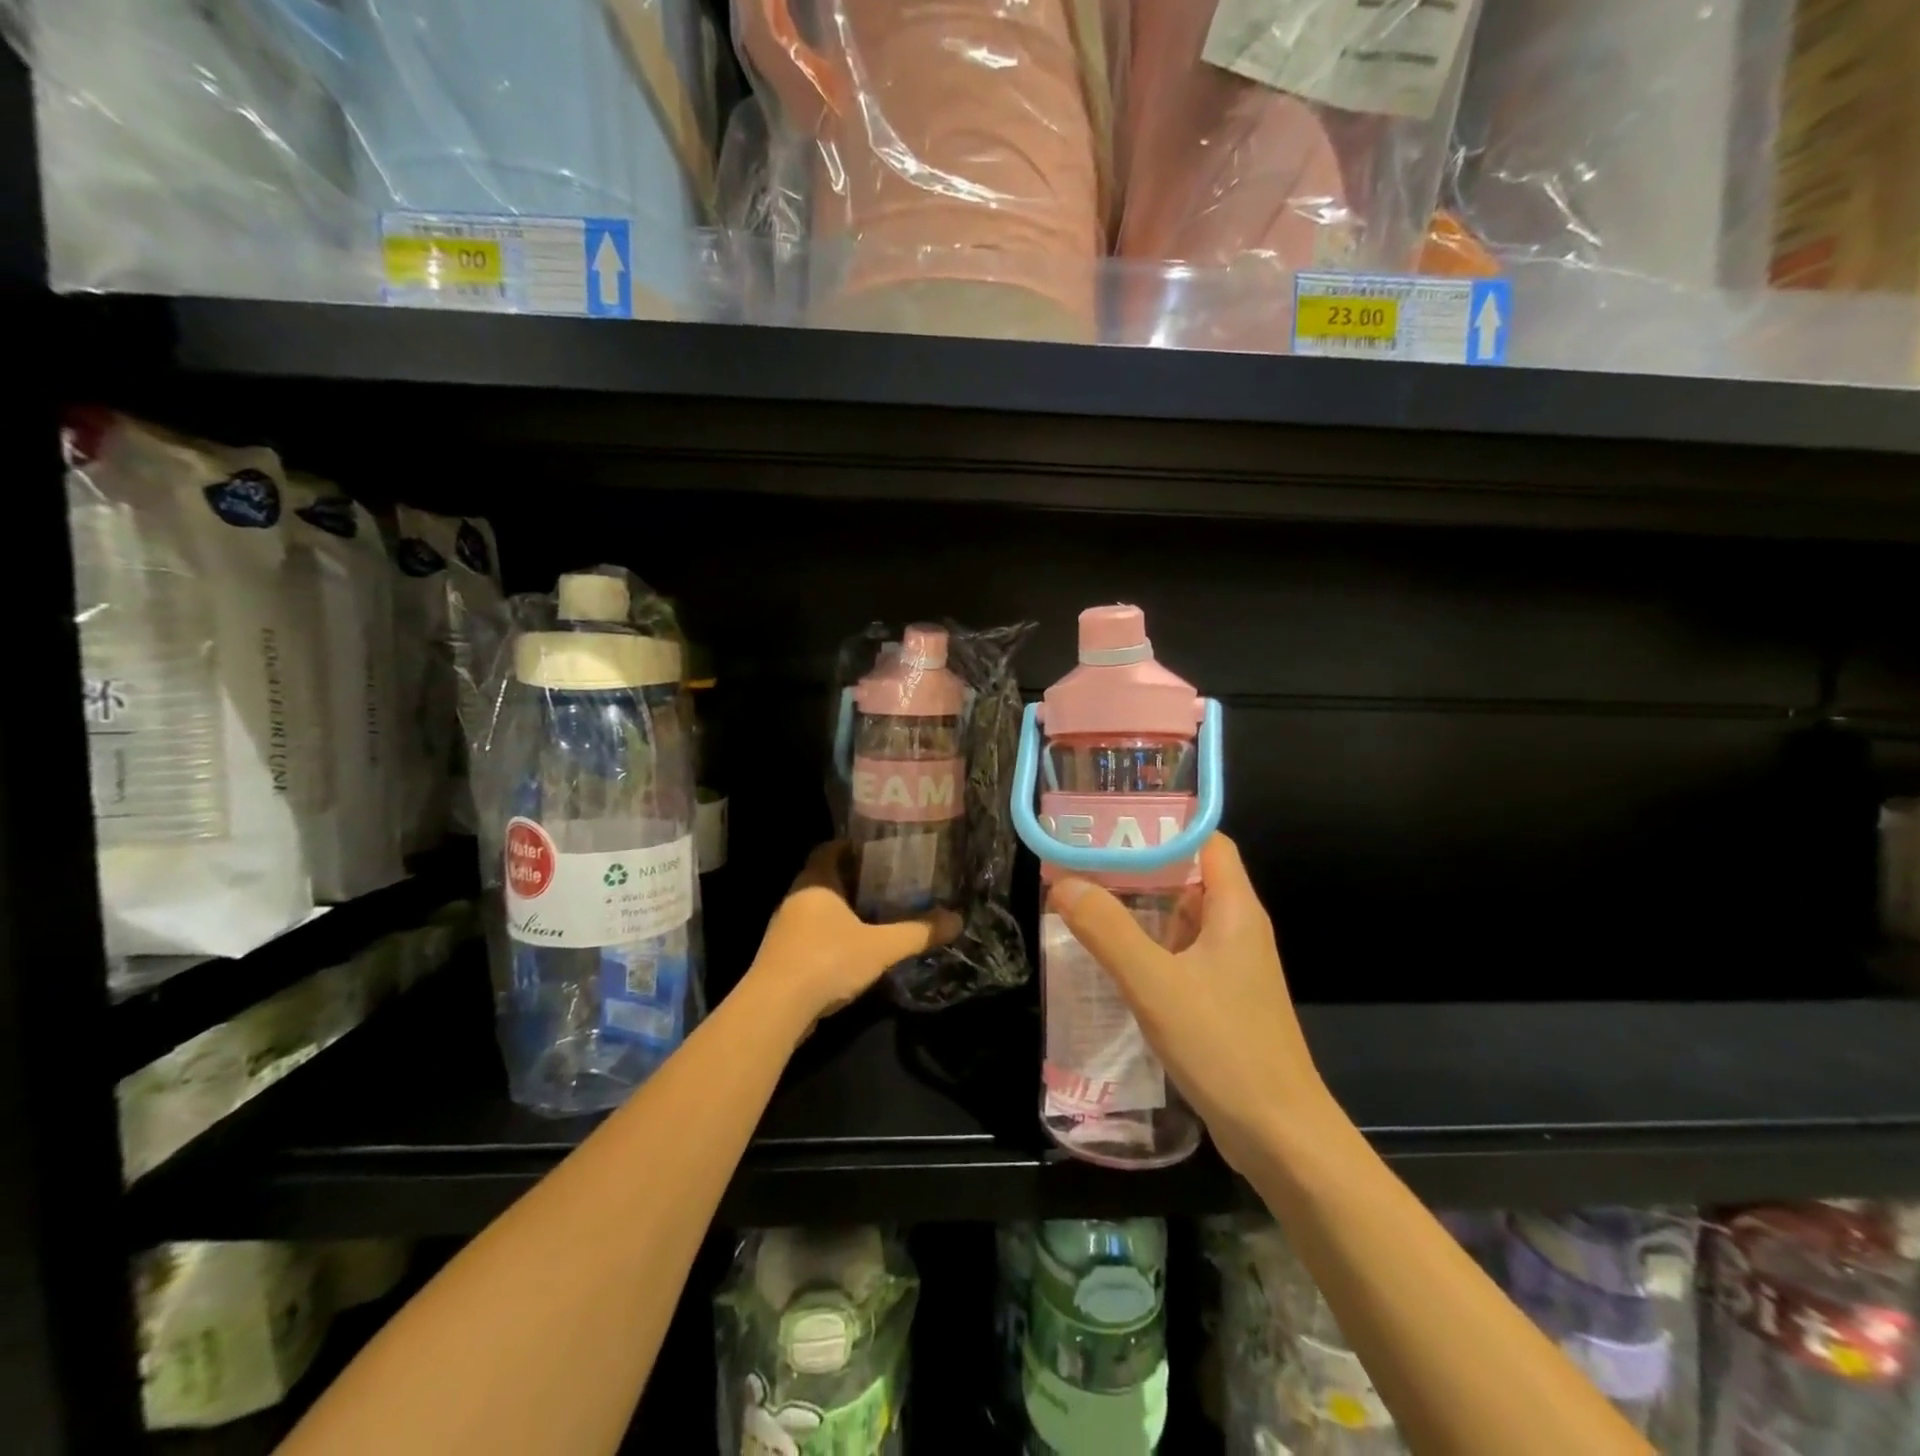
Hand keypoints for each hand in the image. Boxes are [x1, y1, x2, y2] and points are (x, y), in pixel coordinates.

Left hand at [745, 842, 961, 1033]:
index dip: (853, 846)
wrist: (775, 1009)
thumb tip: (957, 920)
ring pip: (818, 909)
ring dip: (843, 910)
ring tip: (877, 914)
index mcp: (815, 883)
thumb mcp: (881, 947)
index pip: (830, 849)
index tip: (880, 850)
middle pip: (826, 878)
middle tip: (888, 882)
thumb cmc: (827, 961)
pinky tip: (855, 949)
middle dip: (854, 880)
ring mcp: (785, 929)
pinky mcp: (782, 957)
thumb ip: (917, 932)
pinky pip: (812, 935)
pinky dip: (832, 936)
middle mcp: (796, 899)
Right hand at [1048, 834, 1328, 1173]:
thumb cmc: (1224, 1047)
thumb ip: (1108, 931)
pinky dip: (1144, 946)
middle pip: (1186, 876)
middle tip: (1081, 860)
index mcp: (1235, 909)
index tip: (1112, 822)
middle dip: (1136, 865)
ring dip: (1136, 908)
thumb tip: (1062, 883)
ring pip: (1179, 918)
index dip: (1162, 825)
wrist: (1280, 1137)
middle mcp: (1236, 929)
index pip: (1205, 841)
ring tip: (1083, 899)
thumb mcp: (1156, 984)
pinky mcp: (1219, 999)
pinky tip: (1106, 957)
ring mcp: (1229, 967)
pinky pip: (1177, 955)